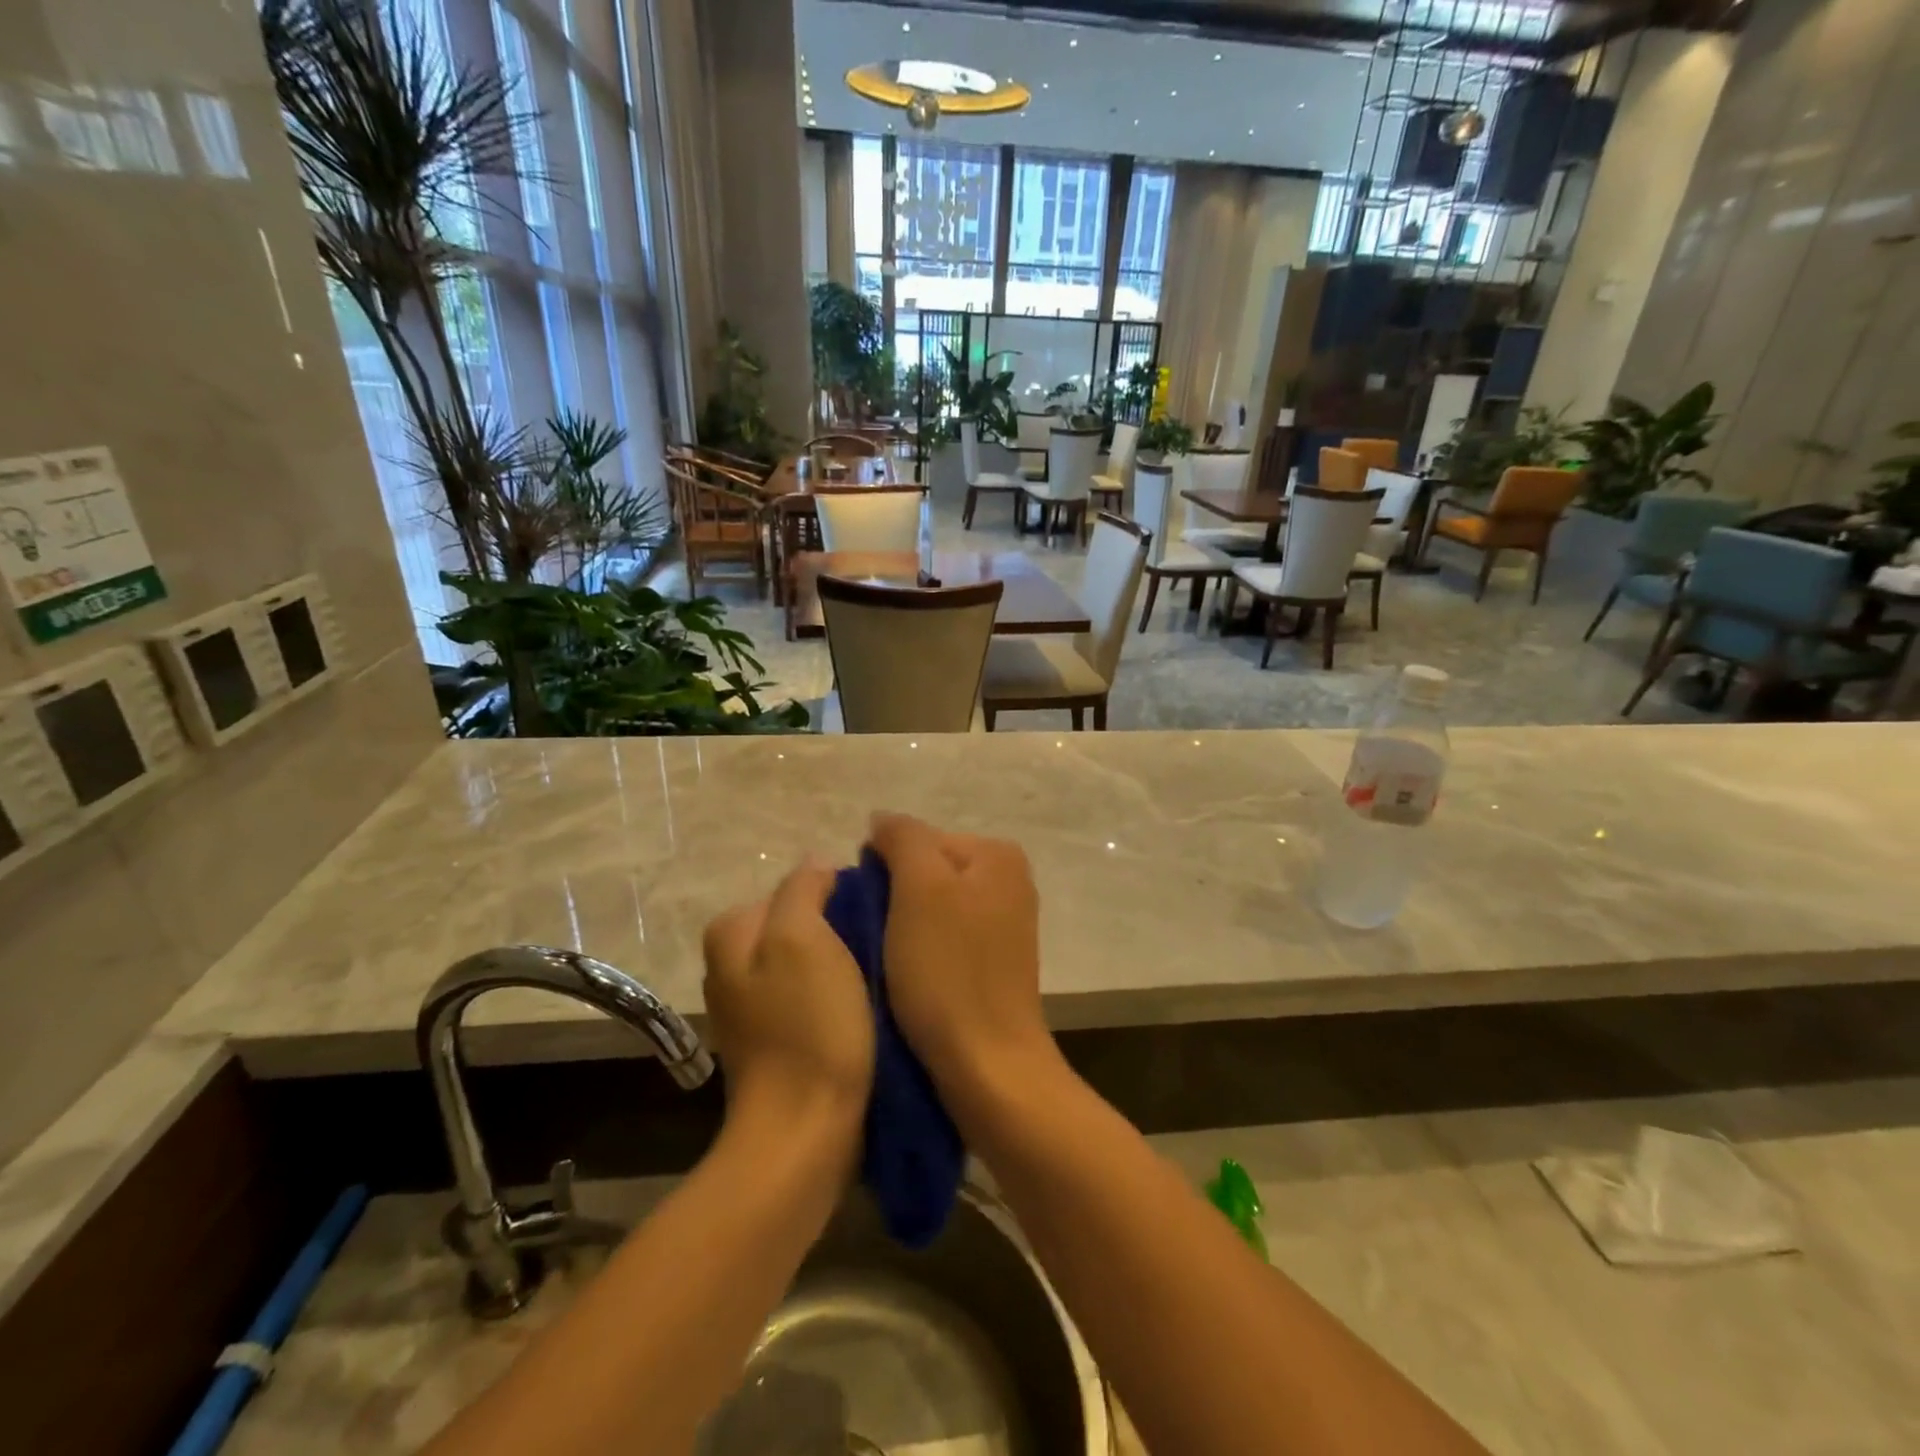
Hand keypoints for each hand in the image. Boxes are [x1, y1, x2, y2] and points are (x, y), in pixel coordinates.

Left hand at [702, 864, 873, 1143]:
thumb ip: (804, 889)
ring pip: (811, 960)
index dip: (840, 896)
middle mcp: (732, 965)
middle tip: (882, 947)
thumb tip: (817, 867)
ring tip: (880, 977)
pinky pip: (814, 996)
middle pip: (802, 923)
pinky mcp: (778, 1038)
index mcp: (732, 932)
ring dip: (844, 964)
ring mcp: (753, 1006)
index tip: (874, 918)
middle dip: (841, 929)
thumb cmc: (808, 1026)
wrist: (805, 1133)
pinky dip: (839, 997)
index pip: (797, 887)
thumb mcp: (803, 938)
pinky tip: (865, 1010)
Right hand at [867, 813, 1059, 1098]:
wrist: (987, 1065)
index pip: (918, 839)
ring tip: (886, 959)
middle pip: (927, 872)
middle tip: (872, 936)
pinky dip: (921, 952)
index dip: (883, 869)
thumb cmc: (948, 970)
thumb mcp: (918, 887)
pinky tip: (907, 977)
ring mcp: (1005, 924)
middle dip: (894, 898)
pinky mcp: (994, 963)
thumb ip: (902, 838)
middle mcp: (1009, 881)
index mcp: (997, 855)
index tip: (868, 911)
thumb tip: (882, 820)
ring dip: (903, 928)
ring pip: (932, 908)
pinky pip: (945, 940)